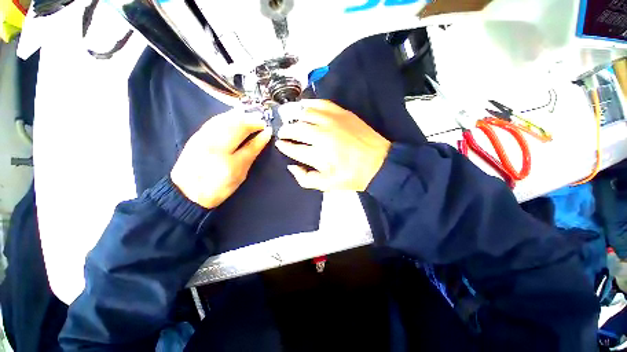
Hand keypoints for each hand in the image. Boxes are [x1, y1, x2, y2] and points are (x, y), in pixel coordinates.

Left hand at [171, 110, 270, 208]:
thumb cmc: (218, 187)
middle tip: (261, 119)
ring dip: (239, 115)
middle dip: (250, 120)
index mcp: (229, 162)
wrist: (186, 192)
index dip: (260, 134)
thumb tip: (264, 137)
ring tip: (250, 114)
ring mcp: (203, 140)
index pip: (249, 143)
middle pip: (235, 127)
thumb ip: (251, 154)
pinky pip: (214, 121)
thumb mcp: (239, 174)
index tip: (268, 129)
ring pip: (224, 120)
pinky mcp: (196, 136)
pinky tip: (233, 115)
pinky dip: (226, 116)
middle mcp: (215, 147)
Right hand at [276, 100, 390, 191]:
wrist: (379, 163)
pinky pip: (321, 103)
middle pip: (296, 128)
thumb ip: (305, 179)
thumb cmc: (352, 176)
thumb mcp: (327, 185)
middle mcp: (321, 135)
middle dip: (286, 130)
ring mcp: (332, 121)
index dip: (284, 146)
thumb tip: (291, 166)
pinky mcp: (342, 113)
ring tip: (292, 120)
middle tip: (284, 133)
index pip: (293, 148)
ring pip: (305, 113)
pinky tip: (305, 106)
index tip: (280, 144)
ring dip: (295, 116)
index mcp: (318, 155)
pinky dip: (310, 104)